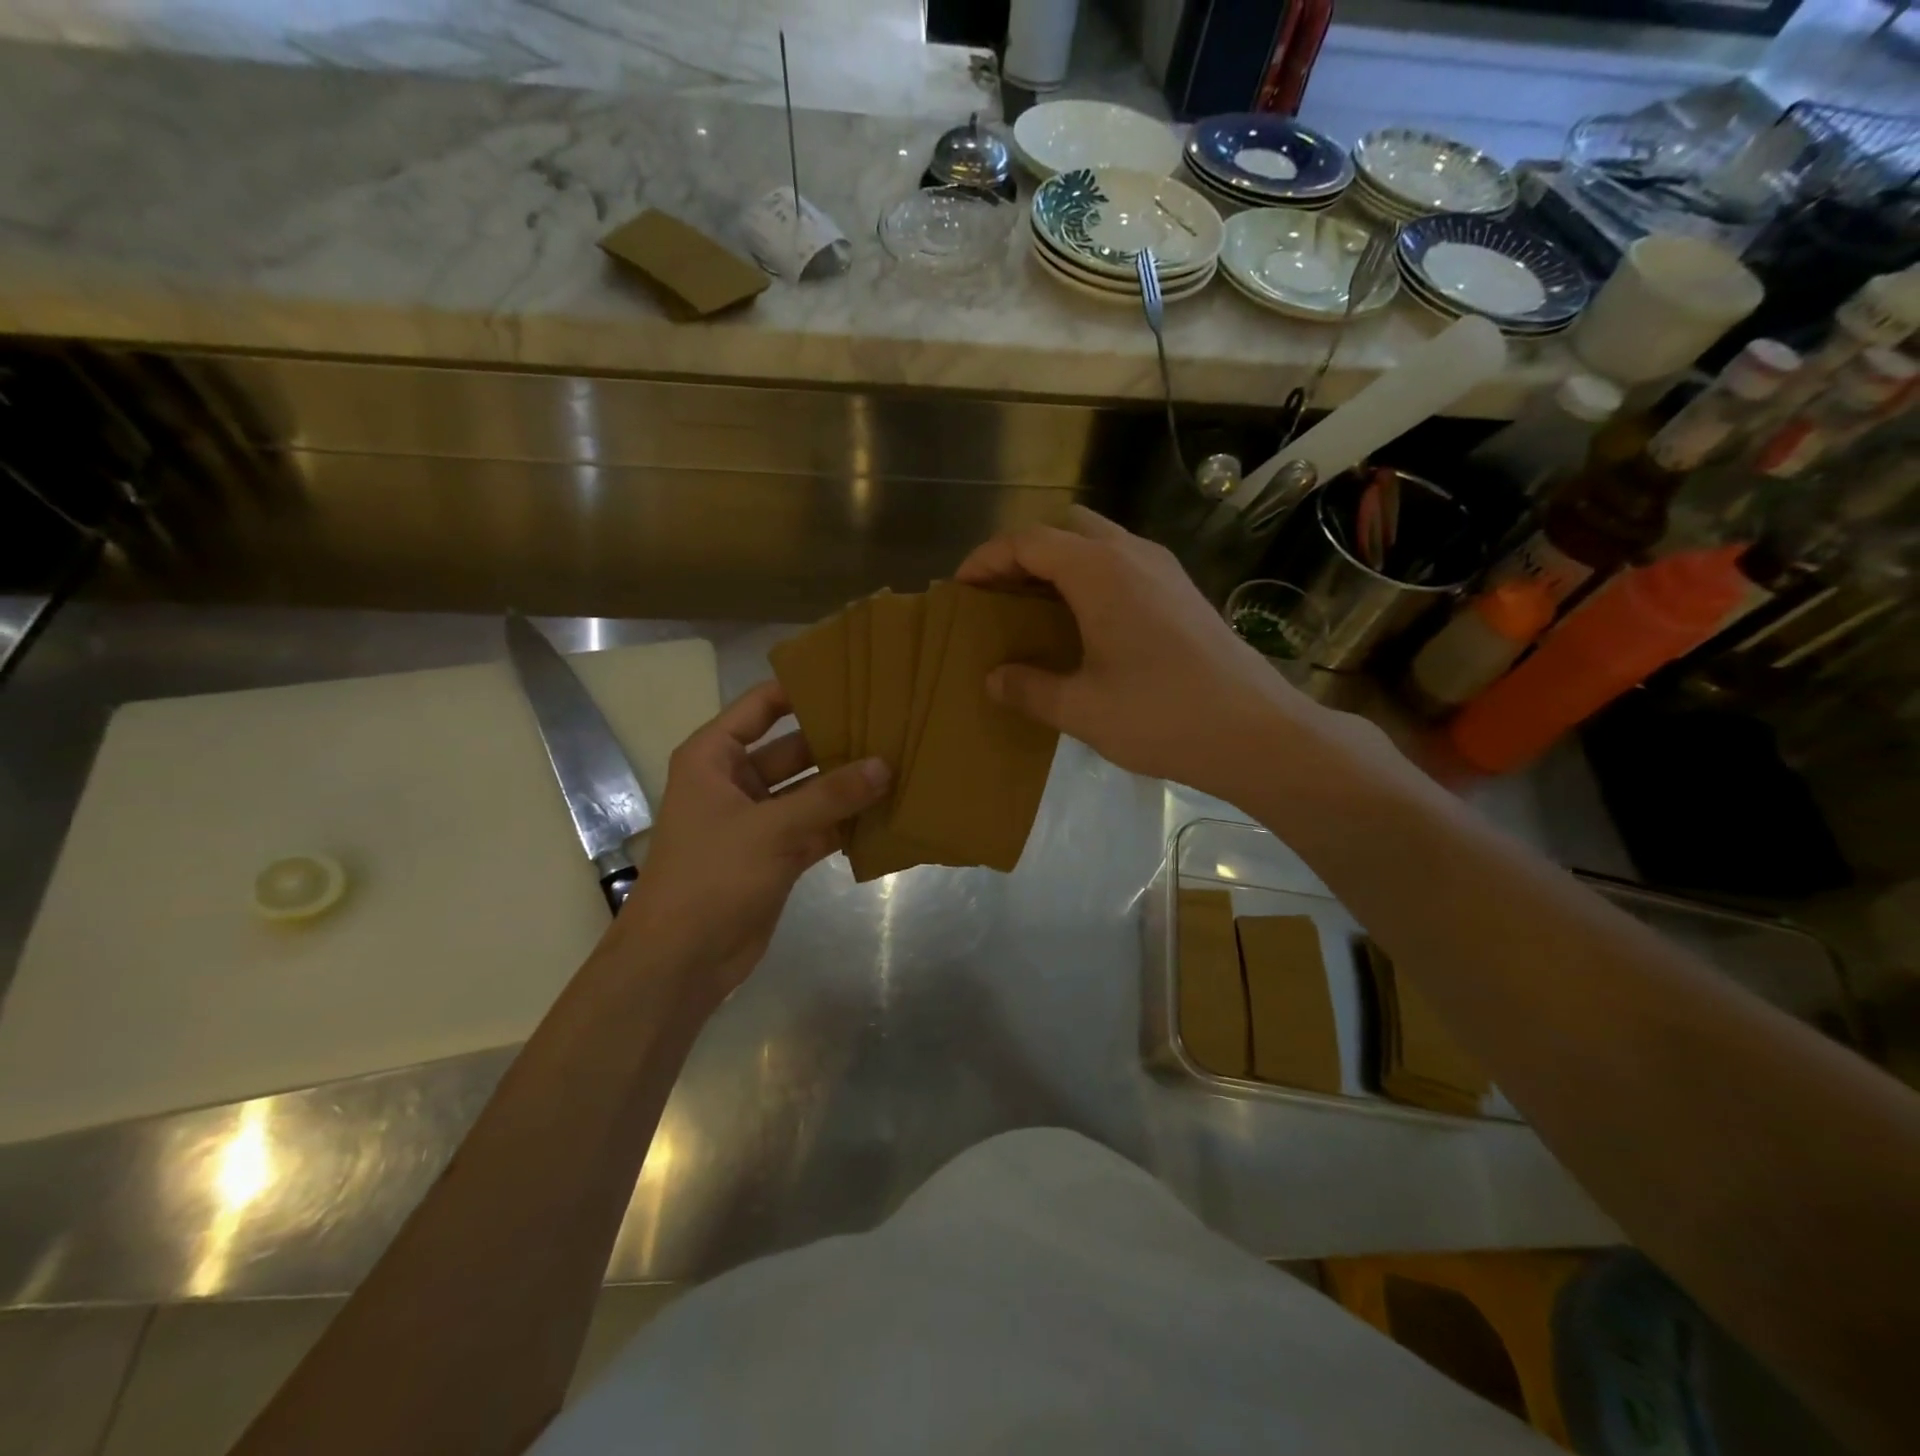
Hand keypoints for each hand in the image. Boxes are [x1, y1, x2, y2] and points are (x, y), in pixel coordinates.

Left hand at [614, 681, 887, 1002]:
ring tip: (899, 763)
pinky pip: (817, 826)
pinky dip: (845, 822)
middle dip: (838, 741)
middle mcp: (735, 781)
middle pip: (794, 748)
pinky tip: (886, 812)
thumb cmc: (712, 877)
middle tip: (891, 725)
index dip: (802, 689)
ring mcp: (758, 819)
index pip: (761, 706)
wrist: (681, 960)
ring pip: (810, 790)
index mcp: (714, 757)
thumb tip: (885, 766)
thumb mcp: (772, 828)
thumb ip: (830, 796)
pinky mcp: (776, 854)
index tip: (852, 677)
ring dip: (846, 785)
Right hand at [956, 507, 1320, 798]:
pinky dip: (1092, 577)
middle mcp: (1132, 554)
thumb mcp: (1081, 709)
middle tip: (1000, 594)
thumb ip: (1029, 688)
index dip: (988, 558)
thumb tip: (994, 678)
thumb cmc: (1161, 716)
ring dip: (1061, 563)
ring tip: (1036, 608)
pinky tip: (1087, 625)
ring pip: (1098, 542)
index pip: (1029, 541)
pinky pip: (1124, 564)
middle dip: (1025, 553)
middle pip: (1065, 528)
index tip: (962, 586)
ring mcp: (1164, 569)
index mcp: (1100, 571)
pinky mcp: (1184, 591)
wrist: (1256, 732)